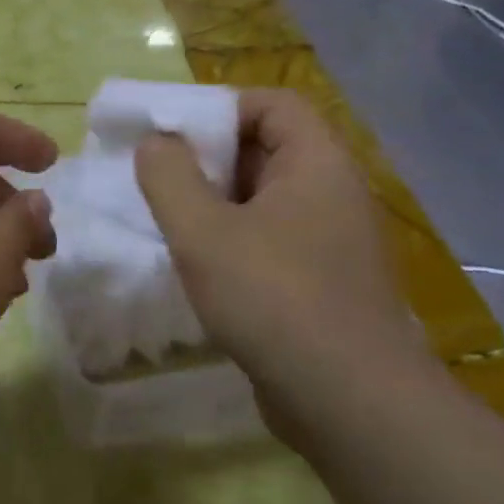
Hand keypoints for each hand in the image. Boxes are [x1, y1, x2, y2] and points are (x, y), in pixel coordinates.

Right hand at [134, 90, 423, 407]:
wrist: (347, 400)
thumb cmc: (273, 298)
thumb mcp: (204, 232)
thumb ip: (169, 177)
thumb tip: (155, 142)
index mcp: (317, 164)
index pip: (273, 104)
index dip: (219, 108)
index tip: (169, 136)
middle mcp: (333, 194)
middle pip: (267, 150)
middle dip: (208, 160)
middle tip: (157, 180)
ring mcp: (331, 242)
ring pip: (265, 201)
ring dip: (216, 205)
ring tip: (169, 223)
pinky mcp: (322, 284)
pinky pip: (272, 242)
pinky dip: (233, 242)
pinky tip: (199, 268)